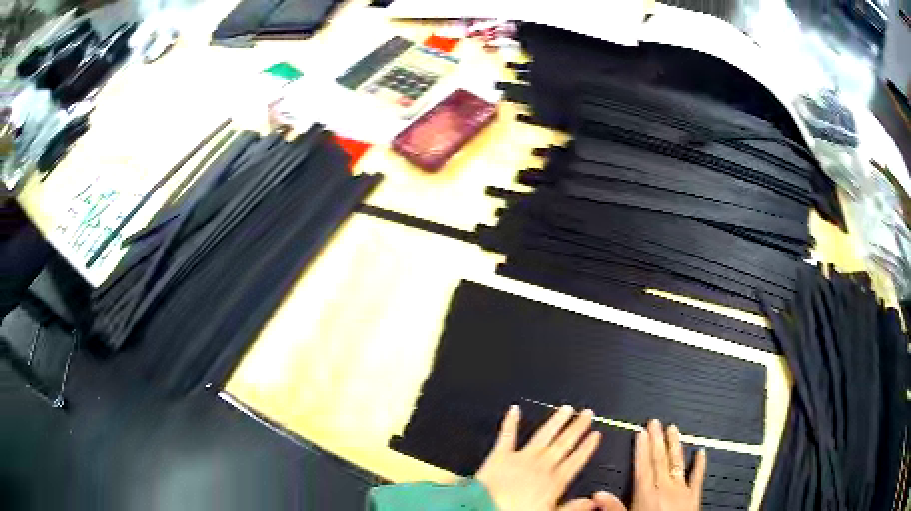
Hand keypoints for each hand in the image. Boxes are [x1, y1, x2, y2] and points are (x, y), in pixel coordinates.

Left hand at [476, 405, 608, 510]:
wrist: (486, 510)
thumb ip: (572, 507)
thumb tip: (592, 502)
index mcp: (554, 482)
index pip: (576, 460)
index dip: (587, 447)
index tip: (596, 434)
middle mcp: (541, 466)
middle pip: (564, 443)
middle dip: (577, 427)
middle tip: (587, 413)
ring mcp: (521, 458)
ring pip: (544, 435)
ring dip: (556, 421)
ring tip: (567, 409)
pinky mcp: (500, 456)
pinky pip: (507, 435)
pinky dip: (511, 422)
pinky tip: (515, 410)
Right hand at [593, 420, 706, 510]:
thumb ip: (614, 507)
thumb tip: (597, 495)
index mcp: (647, 494)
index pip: (644, 467)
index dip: (641, 449)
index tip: (641, 432)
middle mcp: (665, 488)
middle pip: (660, 460)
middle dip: (657, 440)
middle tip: (655, 422)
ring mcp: (682, 490)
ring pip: (677, 463)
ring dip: (675, 445)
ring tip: (673, 429)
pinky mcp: (694, 495)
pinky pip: (698, 476)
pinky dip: (700, 463)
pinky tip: (701, 451)